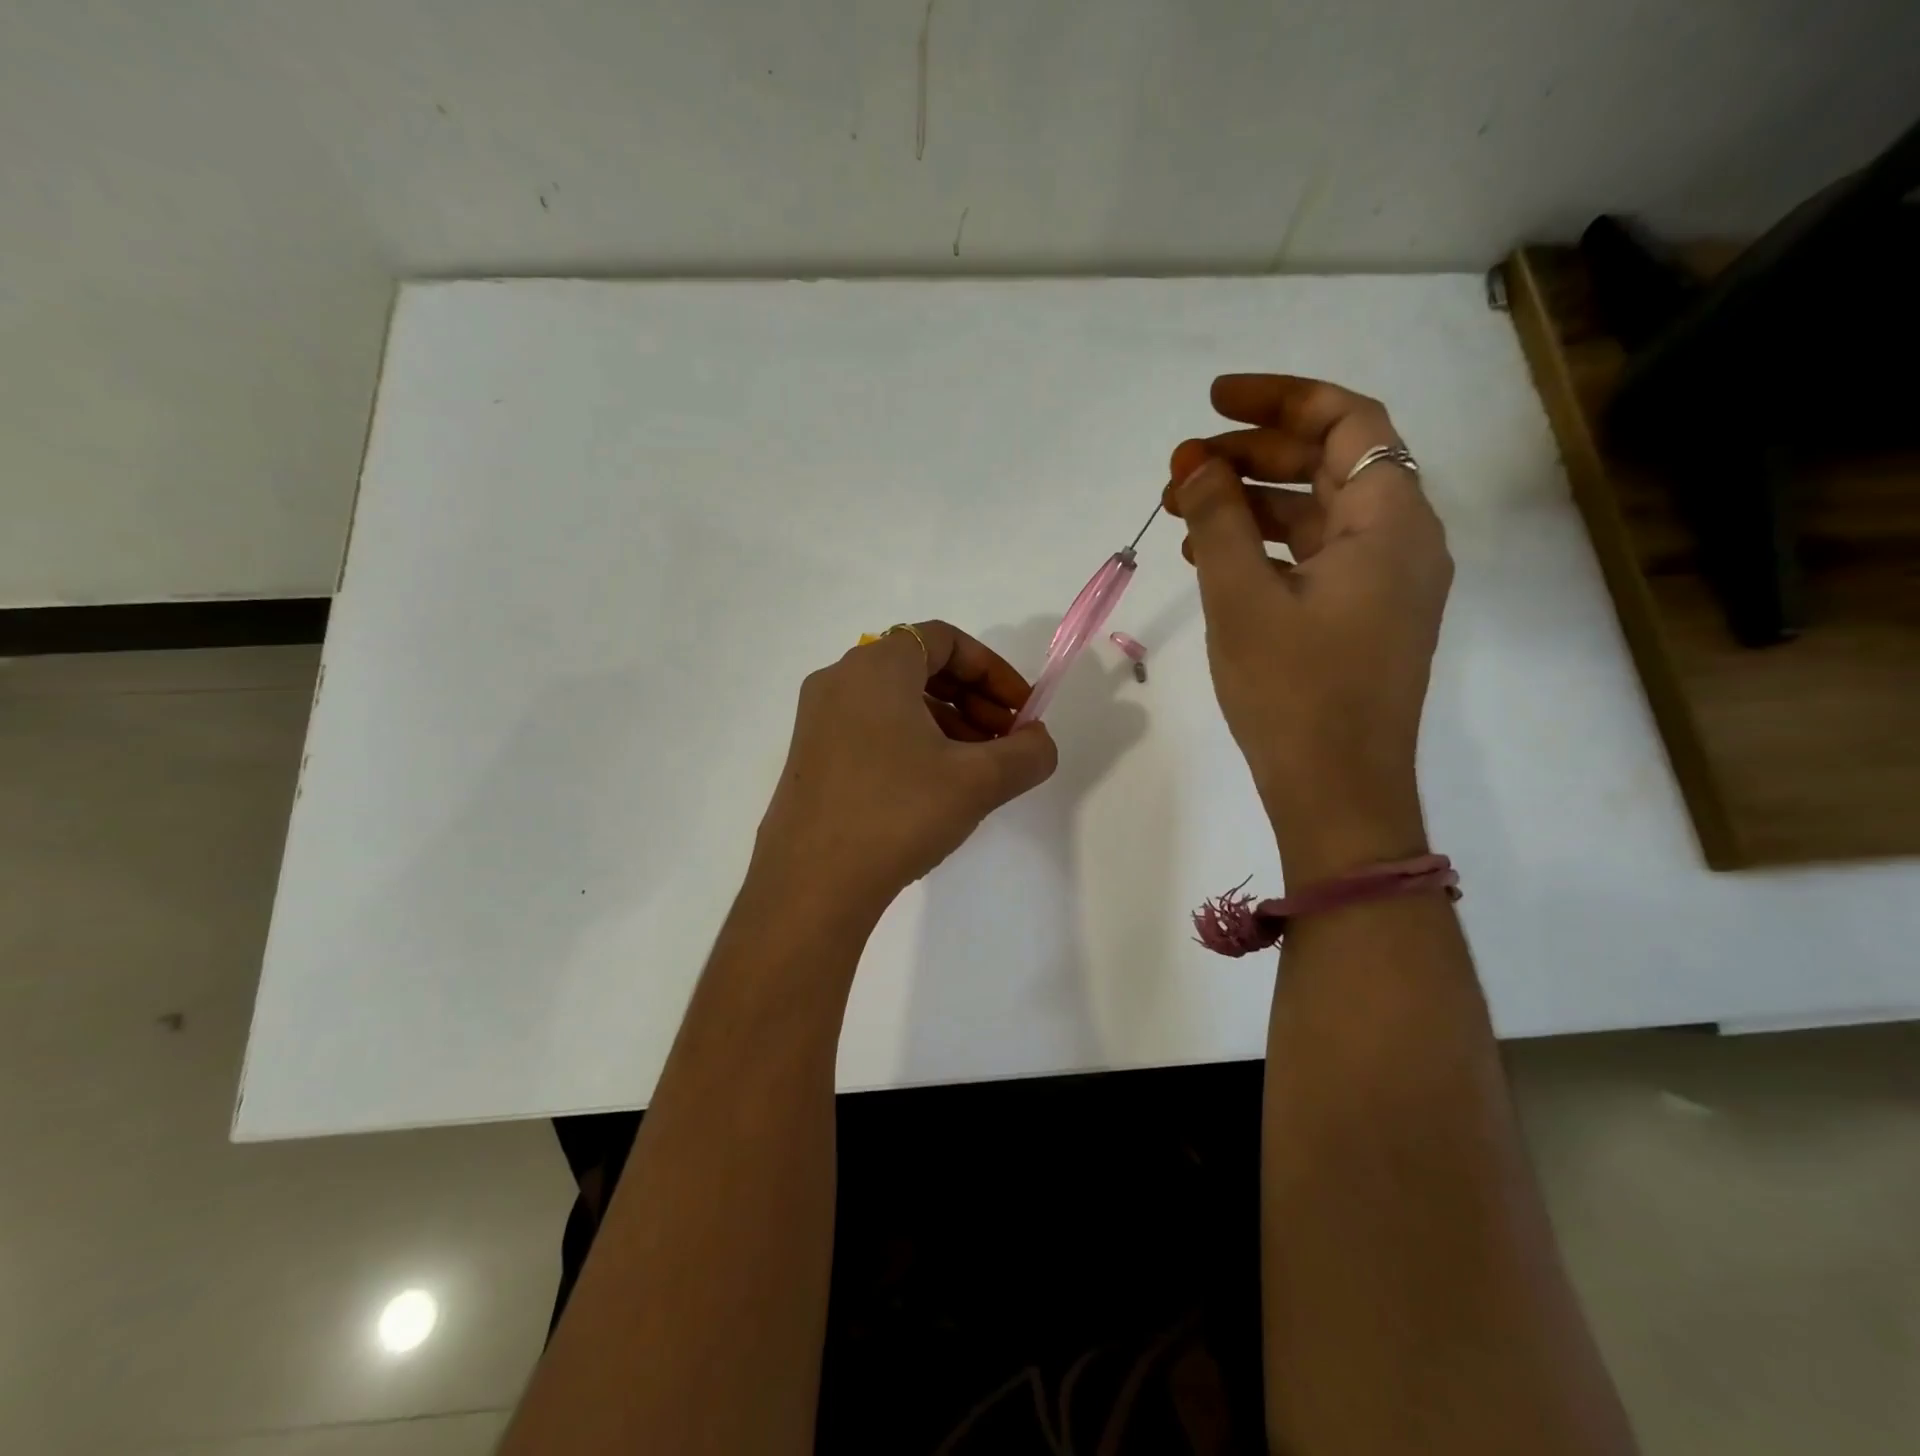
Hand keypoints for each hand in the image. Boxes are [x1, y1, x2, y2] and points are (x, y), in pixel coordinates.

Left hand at [751, 621, 1058, 919]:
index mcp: (876, 667)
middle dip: (974, 699)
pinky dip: (912, 742)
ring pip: (897, 701)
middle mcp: (840, 680)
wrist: (811, 885)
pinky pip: (873, 728)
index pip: (945, 640)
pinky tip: (934, 788)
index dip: (993, 670)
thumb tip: (1038, 743)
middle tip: (1005, 741)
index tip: (1022, 712)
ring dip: (947, 724)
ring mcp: (818, 719)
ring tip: (977, 770)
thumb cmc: (898, 813)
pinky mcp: (811, 756)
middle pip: (921, 667)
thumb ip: (1026, 753)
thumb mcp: (978, 781)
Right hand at [1166, 375, 1451, 878]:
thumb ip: (1218, 520)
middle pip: (1330, 465)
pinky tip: (1213, 557)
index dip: (1280, 400)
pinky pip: (1315, 559)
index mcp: (1389, 520)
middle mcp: (1401, 541)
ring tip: (1183, 512)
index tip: (1213, 401)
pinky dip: (1266, 546)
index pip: (1348, 421)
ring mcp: (1384, 585)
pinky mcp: (1362, 620)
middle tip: (1182, 467)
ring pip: (1318, 515)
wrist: (1338, 793)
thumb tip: (1196, 467)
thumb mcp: (1242, 597)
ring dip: (1252, 503)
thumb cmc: (1292, 692)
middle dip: (1253, 455)